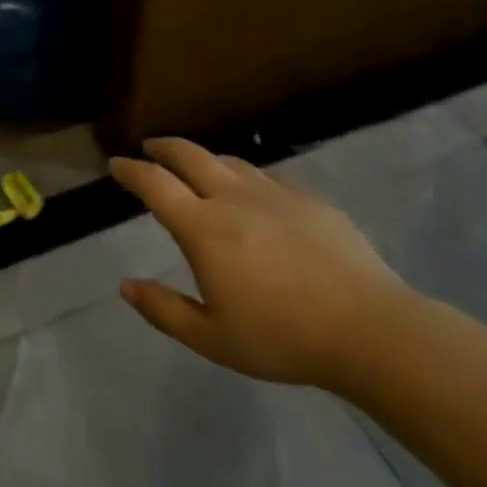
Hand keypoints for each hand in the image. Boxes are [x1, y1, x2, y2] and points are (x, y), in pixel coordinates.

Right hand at [111, 138, 412, 389]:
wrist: (370, 329)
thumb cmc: (283, 337)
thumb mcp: (213, 339)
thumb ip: (164, 310)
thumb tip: (126, 286)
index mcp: (203, 227)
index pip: (155, 184)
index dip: (130, 170)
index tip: (116, 164)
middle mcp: (233, 198)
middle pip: (189, 155)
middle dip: (163, 148)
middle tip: (150, 148)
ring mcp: (275, 193)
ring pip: (228, 161)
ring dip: (203, 159)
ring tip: (195, 168)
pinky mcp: (310, 199)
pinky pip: (266, 177)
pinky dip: (244, 177)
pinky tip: (252, 194)